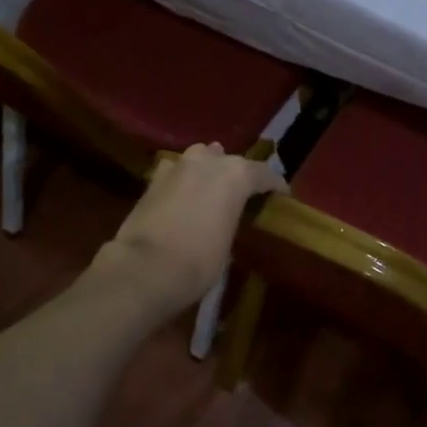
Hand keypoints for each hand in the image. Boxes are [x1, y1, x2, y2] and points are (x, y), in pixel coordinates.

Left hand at [93, 144, 286, 319]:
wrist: (144, 268)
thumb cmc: (198, 262)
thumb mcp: (228, 244)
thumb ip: (231, 219)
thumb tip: (226, 217)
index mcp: (236, 175)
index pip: (265, 174)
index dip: (275, 186)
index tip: (281, 197)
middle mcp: (208, 162)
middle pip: (230, 161)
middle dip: (239, 175)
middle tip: (244, 195)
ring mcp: (177, 166)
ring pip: (200, 158)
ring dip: (209, 169)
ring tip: (213, 187)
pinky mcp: (152, 180)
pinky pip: (176, 172)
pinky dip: (183, 179)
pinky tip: (183, 193)